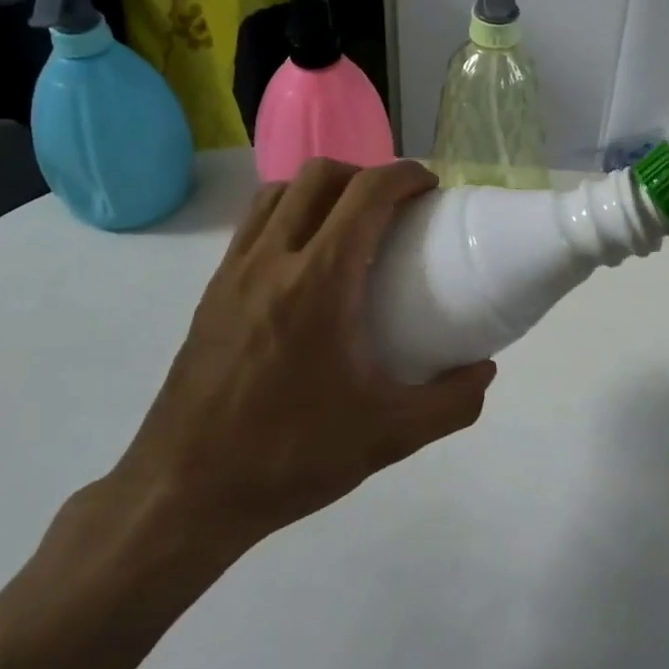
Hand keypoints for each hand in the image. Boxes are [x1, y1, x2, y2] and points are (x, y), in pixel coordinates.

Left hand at [103, 159, 494, 596]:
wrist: (183, 493)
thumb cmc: (288, 457)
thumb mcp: (387, 437)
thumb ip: (451, 403)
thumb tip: (485, 371)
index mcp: (319, 282)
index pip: (366, 194)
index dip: (404, 175)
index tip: (431, 189)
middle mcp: (272, 260)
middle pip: (319, 176)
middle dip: (365, 174)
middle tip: (394, 208)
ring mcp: (234, 272)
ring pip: (278, 192)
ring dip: (321, 189)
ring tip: (348, 224)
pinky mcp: (211, 292)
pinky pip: (252, 224)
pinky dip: (286, 214)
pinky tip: (304, 261)